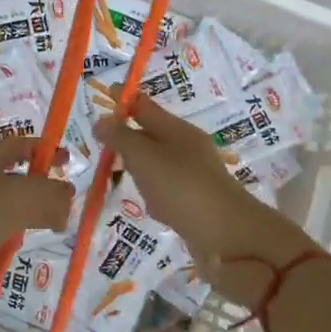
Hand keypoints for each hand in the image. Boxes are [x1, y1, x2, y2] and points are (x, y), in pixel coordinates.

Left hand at [0, 137, 75, 308]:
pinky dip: (10, 228)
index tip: (69, 162)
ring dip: (28, 209)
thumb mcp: (20, 200)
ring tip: (48, 226)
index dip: (48, 149)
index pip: (22, 144)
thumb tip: (68, 197)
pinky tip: (16, 243)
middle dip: (42, 185)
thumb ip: (51, 195)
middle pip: (15, 172)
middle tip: (63, 202)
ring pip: (5, 199)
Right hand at [94, 96, 317, 306]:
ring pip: (159, 163)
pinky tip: (147, 204)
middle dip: (129, 133)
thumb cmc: (182, 188)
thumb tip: (102, 120)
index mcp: (177, 130)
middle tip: (103, 138)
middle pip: (152, 134)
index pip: (145, 106)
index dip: (124, 99)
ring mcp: (194, 176)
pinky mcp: (196, 202)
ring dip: (140, 164)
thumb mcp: (144, 158)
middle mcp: (187, 148)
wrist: (228, 236)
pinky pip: (167, 189)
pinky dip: (154, 191)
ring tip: (118, 170)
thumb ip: (121, 138)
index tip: (104, 95)